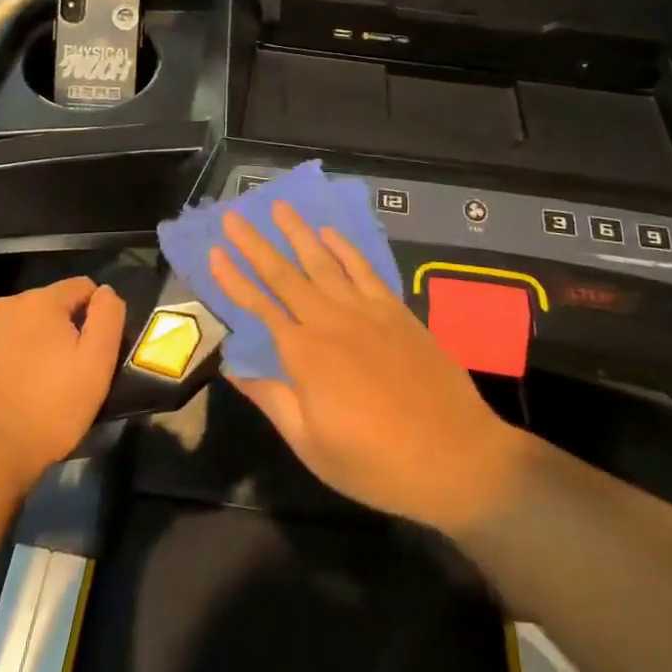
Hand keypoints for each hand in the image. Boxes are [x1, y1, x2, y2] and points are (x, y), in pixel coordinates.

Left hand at [0, 278, 125, 489]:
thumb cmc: (49, 410)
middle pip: (43, 307)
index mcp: (41, 302)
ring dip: (25, 344)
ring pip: (12, 327)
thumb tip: (105, 291)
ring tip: (29, 386)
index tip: (92, 349)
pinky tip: (0, 394)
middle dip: (56, 330)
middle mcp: (3, 306)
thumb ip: (108, 317)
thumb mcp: (97, 364)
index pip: (80, 288)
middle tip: (62, 372)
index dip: (93, 313)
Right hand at [211, 203, 526, 534]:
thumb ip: (273, 400)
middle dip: (255, 244)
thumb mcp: (313, 446)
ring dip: (298, 233)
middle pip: (285, 274)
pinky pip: (364, 269)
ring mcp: (366, 311)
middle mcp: (330, 321)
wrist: (456, 457)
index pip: (259, 307)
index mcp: (304, 355)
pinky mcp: (395, 311)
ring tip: (279, 207)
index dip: (234, 280)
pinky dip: (344, 248)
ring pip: (323, 261)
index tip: (214, 253)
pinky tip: (330, 234)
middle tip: (234, 216)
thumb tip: (234, 369)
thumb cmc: (376, 464)